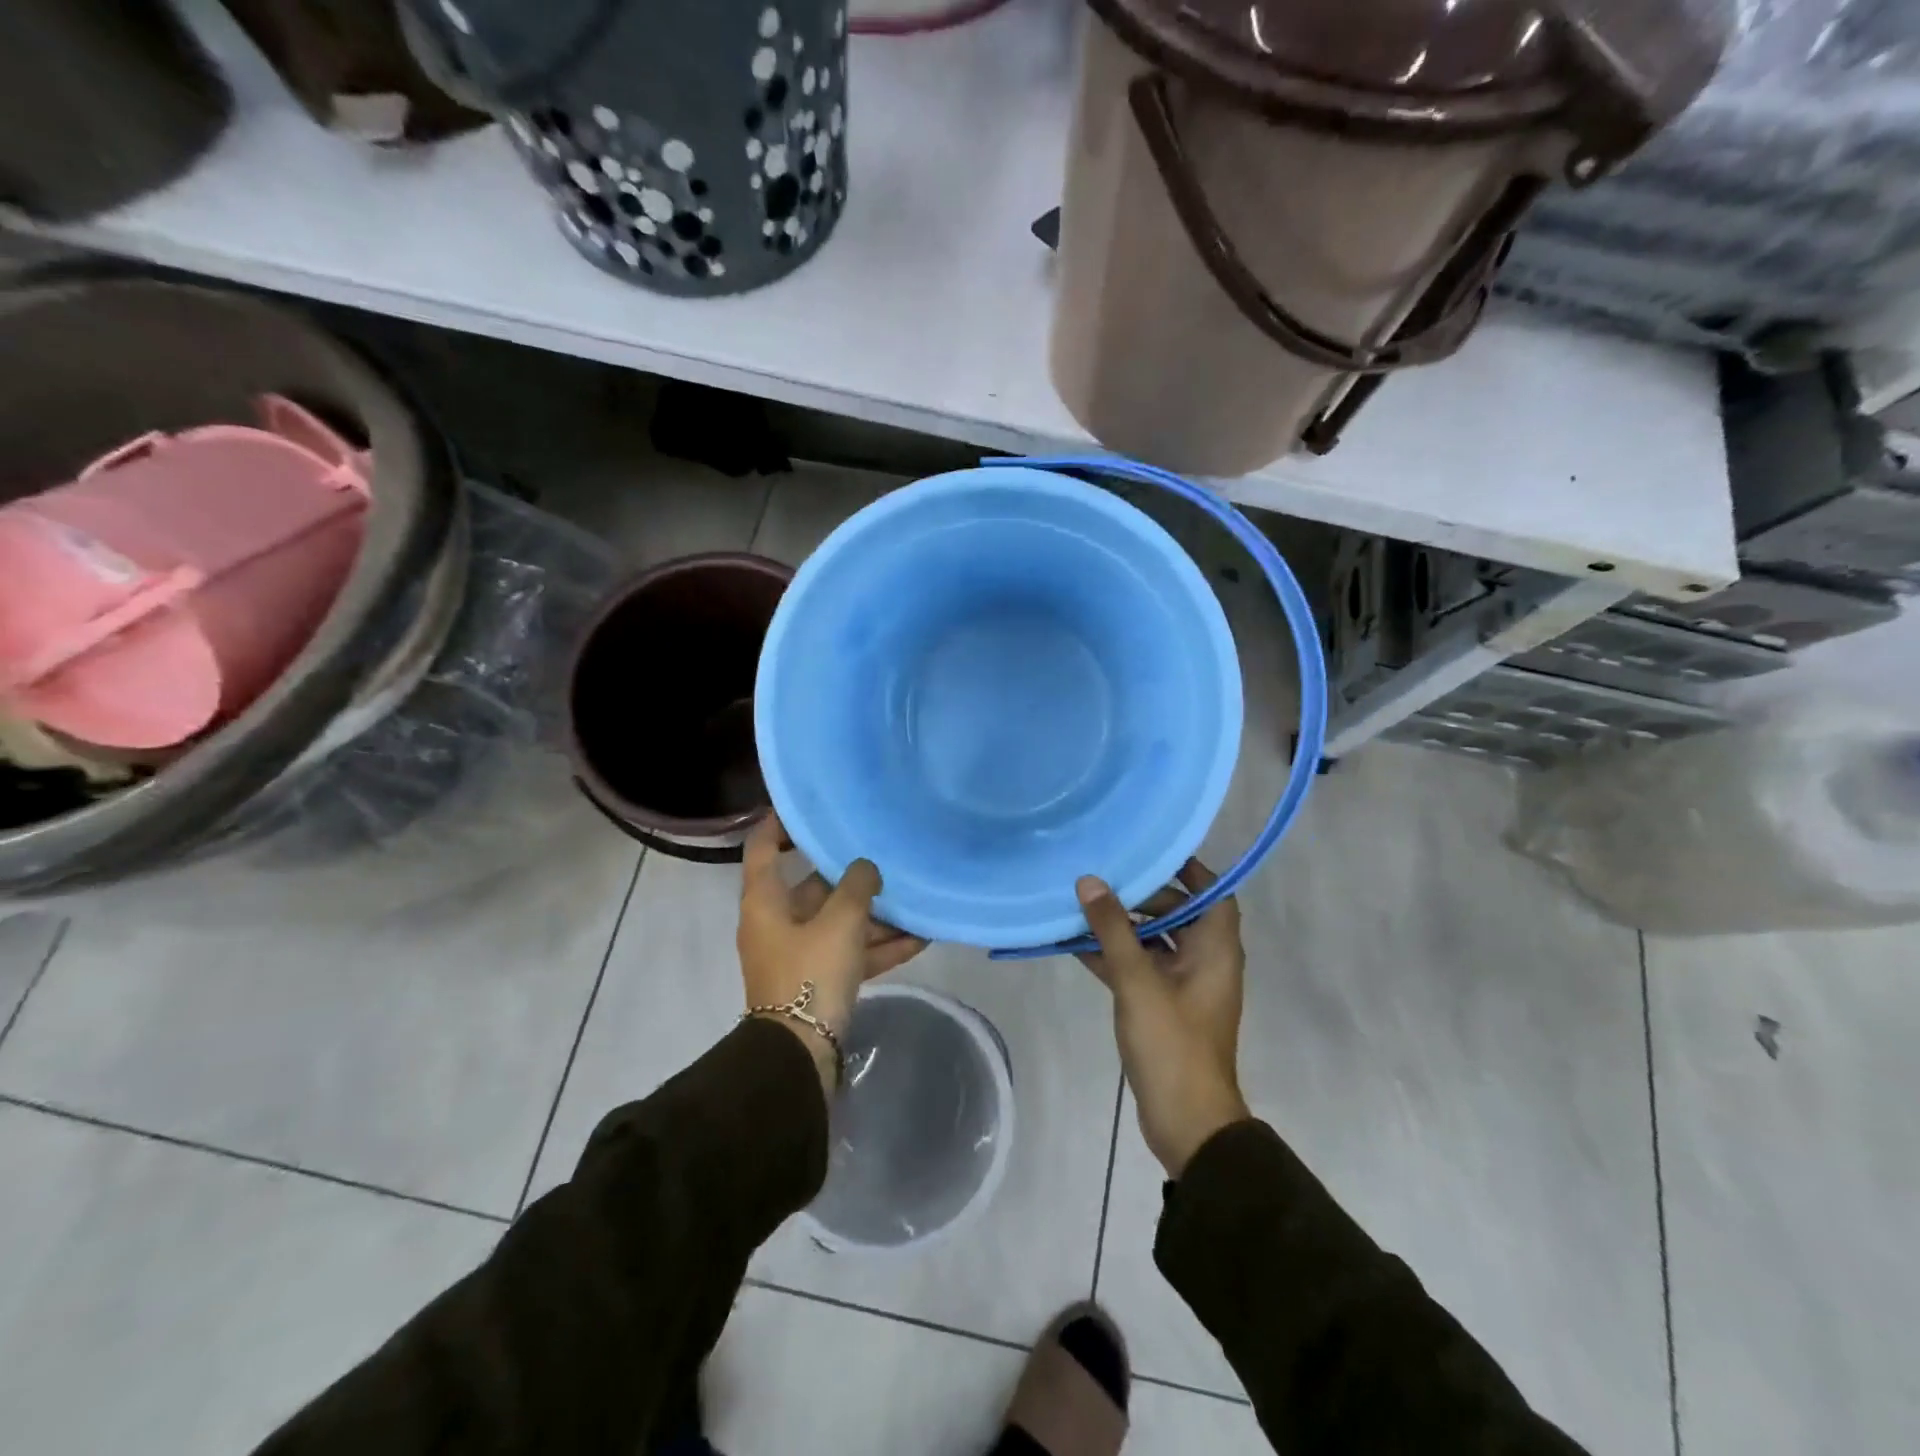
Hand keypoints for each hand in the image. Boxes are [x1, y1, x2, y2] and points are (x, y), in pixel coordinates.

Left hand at [738, 812, 926, 1090]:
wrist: (800, 1054)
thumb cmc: (810, 973)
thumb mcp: (840, 922)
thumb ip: (857, 886)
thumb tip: (866, 868)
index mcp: (766, 901)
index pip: (763, 846)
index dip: (781, 823)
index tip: (811, 806)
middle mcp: (778, 922)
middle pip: (814, 887)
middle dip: (852, 875)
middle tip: (885, 853)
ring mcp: (799, 953)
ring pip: (839, 922)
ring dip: (874, 915)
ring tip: (914, 899)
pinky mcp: (818, 981)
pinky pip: (851, 953)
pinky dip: (879, 946)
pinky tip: (920, 938)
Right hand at [1076, 860, 1249, 1177]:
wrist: (1186, 1120)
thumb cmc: (1172, 1042)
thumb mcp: (1138, 980)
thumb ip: (1113, 929)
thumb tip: (1090, 880)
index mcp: (1215, 949)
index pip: (1213, 893)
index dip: (1188, 870)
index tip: (1152, 852)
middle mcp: (1205, 961)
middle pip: (1179, 914)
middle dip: (1143, 896)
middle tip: (1105, 878)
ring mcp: (1183, 986)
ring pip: (1154, 942)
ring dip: (1123, 927)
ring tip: (1083, 904)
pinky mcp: (1162, 1007)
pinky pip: (1139, 969)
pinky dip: (1114, 956)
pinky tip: (1075, 944)